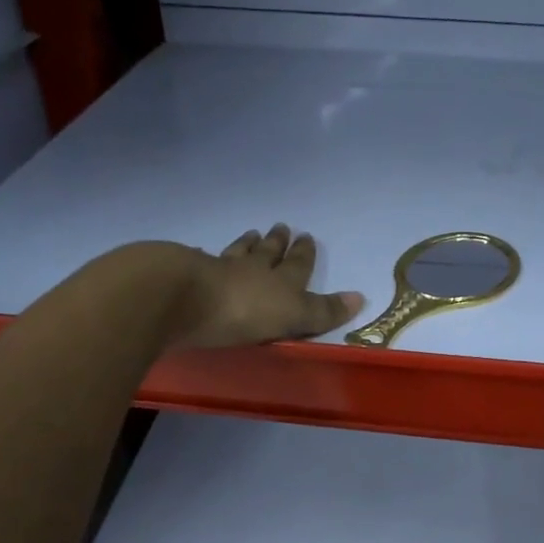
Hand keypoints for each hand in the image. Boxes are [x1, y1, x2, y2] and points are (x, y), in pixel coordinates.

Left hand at [173, 225, 363, 348]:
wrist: (183, 297)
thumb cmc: (244, 311)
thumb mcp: (293, 315)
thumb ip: (322, 310)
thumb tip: (360, 297)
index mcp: (279, 282)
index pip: (297, 265)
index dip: (304, 254)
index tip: (307, 237)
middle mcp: (251, 270)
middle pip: (267, 253)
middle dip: (277, 243)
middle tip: (281, 227)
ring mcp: (217, 270)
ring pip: (237, 253)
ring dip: (246, 244)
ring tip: (251, 233)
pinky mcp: (187, 275)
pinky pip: (202, 261)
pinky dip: (207, 256)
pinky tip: (203, 252)